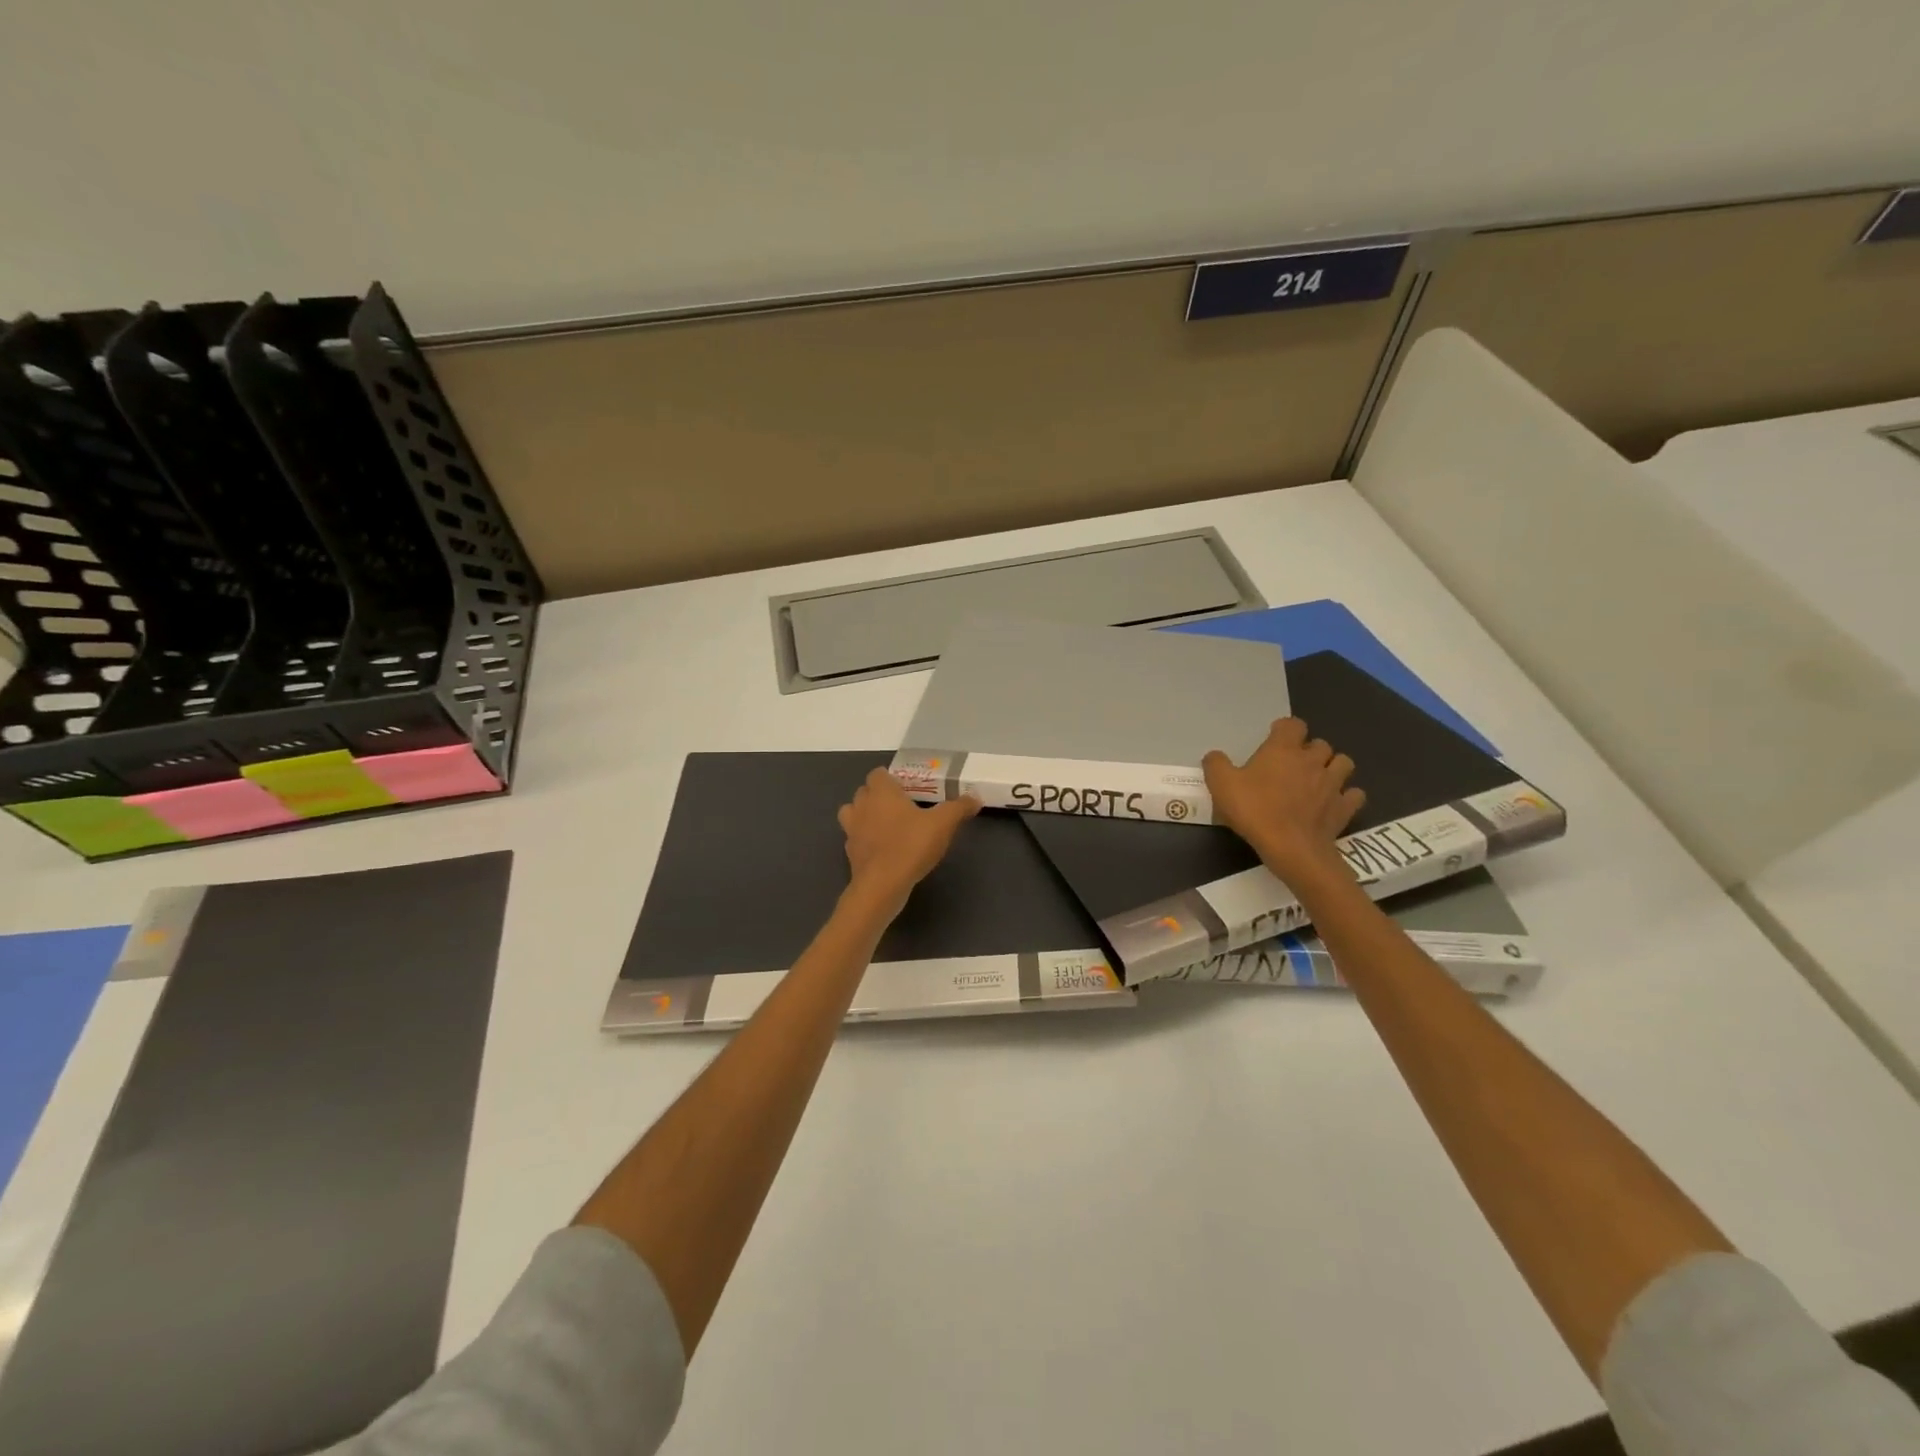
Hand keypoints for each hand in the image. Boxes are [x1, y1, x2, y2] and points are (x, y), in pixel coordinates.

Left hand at [837, 769, 980, 912]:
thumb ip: (959, 808)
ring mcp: (852, 830)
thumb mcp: (943, 824)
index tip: (908, 788)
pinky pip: (856, 839)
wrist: (882, 885)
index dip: (890, 778)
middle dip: (879, 796)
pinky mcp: (850, 853)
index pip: (878, 774)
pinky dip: (865, 841)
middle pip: (864, 792)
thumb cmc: (911, 845)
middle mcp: (862, 806)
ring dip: (865, 816)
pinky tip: (883, 850)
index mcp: (881, 792)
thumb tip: (975, 797)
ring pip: (853, 814)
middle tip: (902, 806)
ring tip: (887, 826)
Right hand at [1203, 718, 1365, 883]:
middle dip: (1310, 750)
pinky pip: (1354, 794)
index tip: (1274, 739)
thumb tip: (1215, 756)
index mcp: (1283, 749)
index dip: (1284, 729)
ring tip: (1319, 779)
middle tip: (1294, 765)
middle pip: (1320, 743)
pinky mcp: (1345, 807)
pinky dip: (1347, 795)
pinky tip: (1335, 802)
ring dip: (1333, 767)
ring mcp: (1333, 783)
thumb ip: (1216, 764)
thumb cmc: (1254, 810)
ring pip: (1343, 763)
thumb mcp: (1221, 785)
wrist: (1291, 847)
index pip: (1292, 724)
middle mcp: (1312, 760)